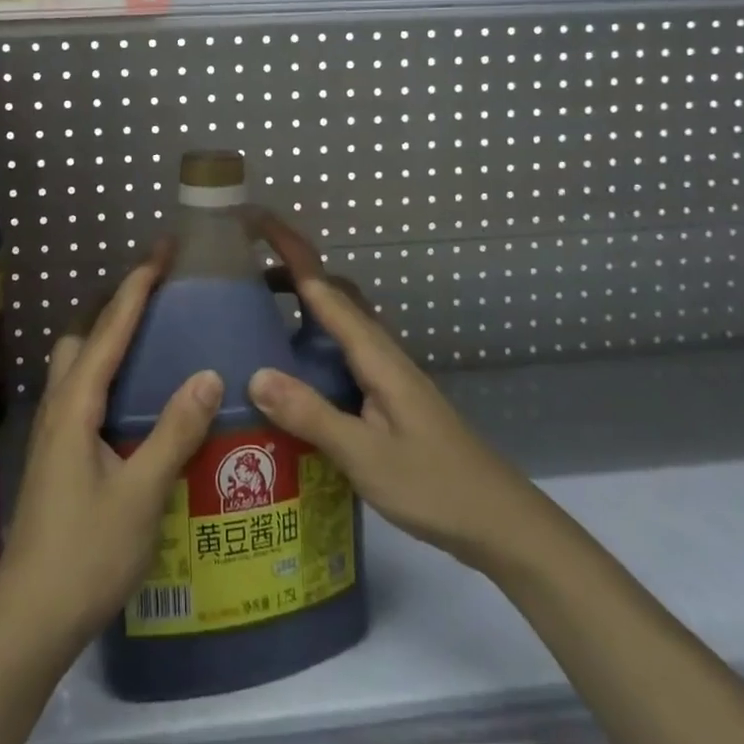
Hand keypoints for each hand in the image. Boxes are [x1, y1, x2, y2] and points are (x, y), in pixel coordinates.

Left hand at [0, 250, 224, 651]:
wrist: (28, 619)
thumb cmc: (85, 554)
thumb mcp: (141, 494)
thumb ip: (174, 432)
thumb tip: (207, 373)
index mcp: (76, 404)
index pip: (109, 329)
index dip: (136, 285)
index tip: (161, 249)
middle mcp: (58, 405)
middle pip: (83, 335)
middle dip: (116, 303)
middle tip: (160, 291)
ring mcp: (52, 430)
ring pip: (76, 362)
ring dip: (107, 336)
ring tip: (150, 334)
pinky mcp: (55, 453)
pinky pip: (80, 389)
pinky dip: (104, 368)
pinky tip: (132, 395)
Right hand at [244, 212, 542, 572]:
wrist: (500, 521)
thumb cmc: (435, 485)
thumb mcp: (366, 456)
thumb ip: (312, 415)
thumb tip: (255, 374)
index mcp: (375, 353)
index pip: (323, 287)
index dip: (289, 251)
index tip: (254, 222)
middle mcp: (381, 350)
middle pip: (334, 292)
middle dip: (292, 269)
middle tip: (243, 272)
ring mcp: (387, 372)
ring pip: (341, 318)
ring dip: (303, 301)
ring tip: (259, 311)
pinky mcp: (388, 394)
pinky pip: (344, 347)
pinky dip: (314, 336)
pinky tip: (296, 369)